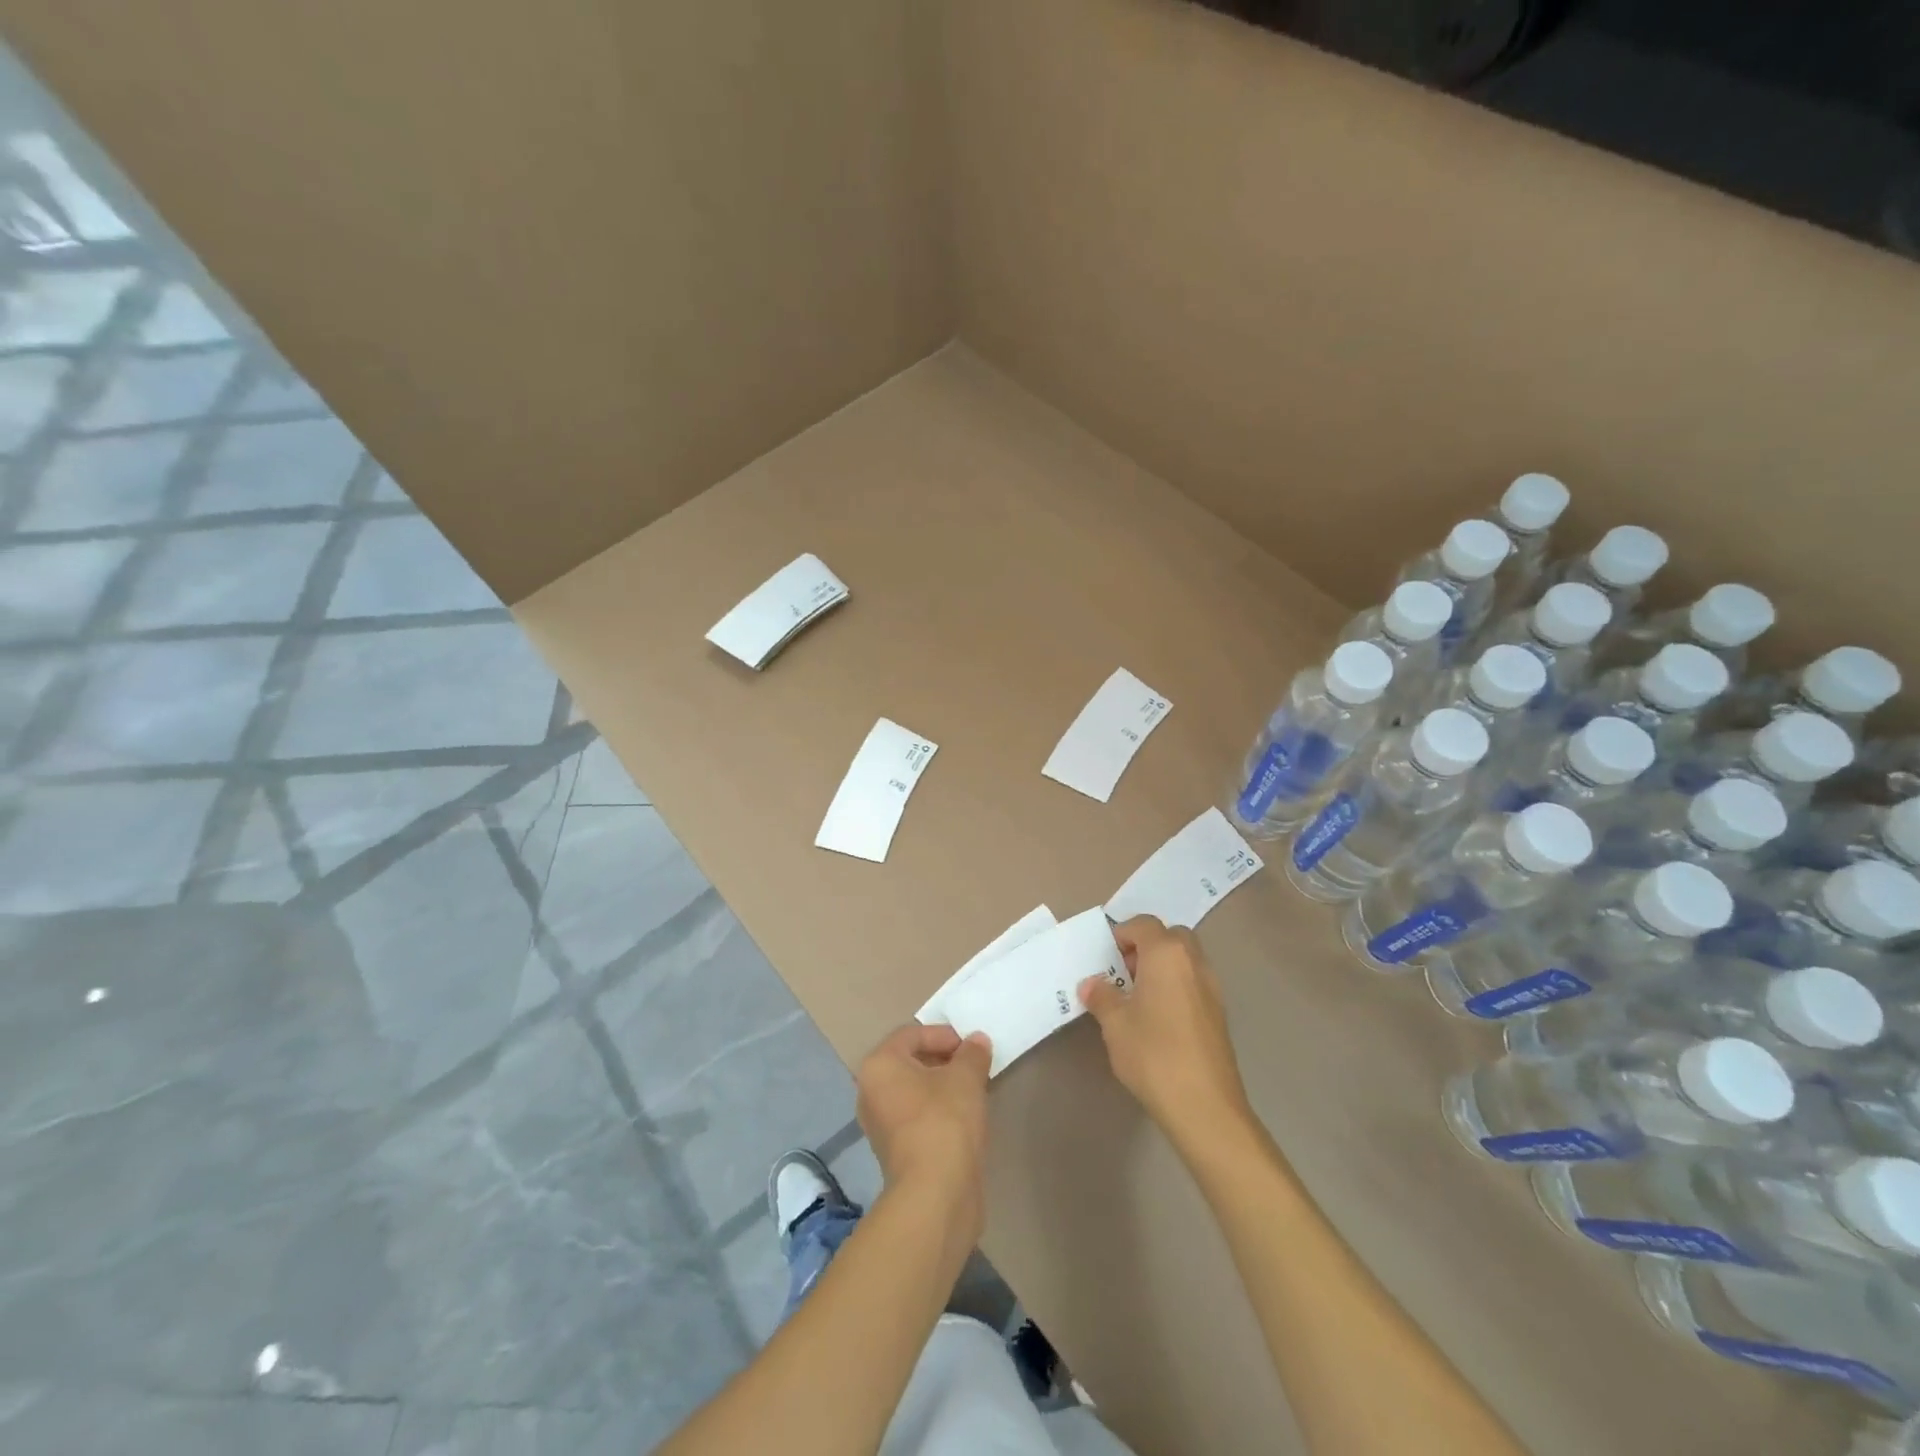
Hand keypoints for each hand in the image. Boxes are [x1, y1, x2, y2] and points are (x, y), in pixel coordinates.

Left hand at [856, 1023, 992, 1241]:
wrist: (935, 1194)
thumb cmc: (945, 1120)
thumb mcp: (966, 1077)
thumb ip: (972, 1053)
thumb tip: (976, 1041)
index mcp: (879, 1065)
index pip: (911, 1034)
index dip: (943, 1035)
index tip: (970, 1047)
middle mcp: (870, 1091)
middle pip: (909, 1062)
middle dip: (943, 1059)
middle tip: (972, 1066)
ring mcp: (878, 1124)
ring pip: (913, 1091)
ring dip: (941, 1086)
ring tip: (971, 1091)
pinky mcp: (892, 1152)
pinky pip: (915, 1116)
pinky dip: (936, 1111)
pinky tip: (962, 1119)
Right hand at [1080, 916, 1254, 1148]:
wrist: (1204, 1106)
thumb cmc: (1153, 1054)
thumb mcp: (1115, 1024)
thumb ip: (1102, 996)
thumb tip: (1092, 984)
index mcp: (1166, 954)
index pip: (1143, 924)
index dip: (1122, 934)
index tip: (1105, 958)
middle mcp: (1193, 961)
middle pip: (1170, 936)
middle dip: (1146, 947)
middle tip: (1124, 974)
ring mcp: (1212, 987)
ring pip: (1185, 959)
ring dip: (1162, 967)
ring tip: (1138, 999)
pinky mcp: (1220, 1013)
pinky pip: (1194, 982)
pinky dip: (1176, 986)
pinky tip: (1159, 1019)